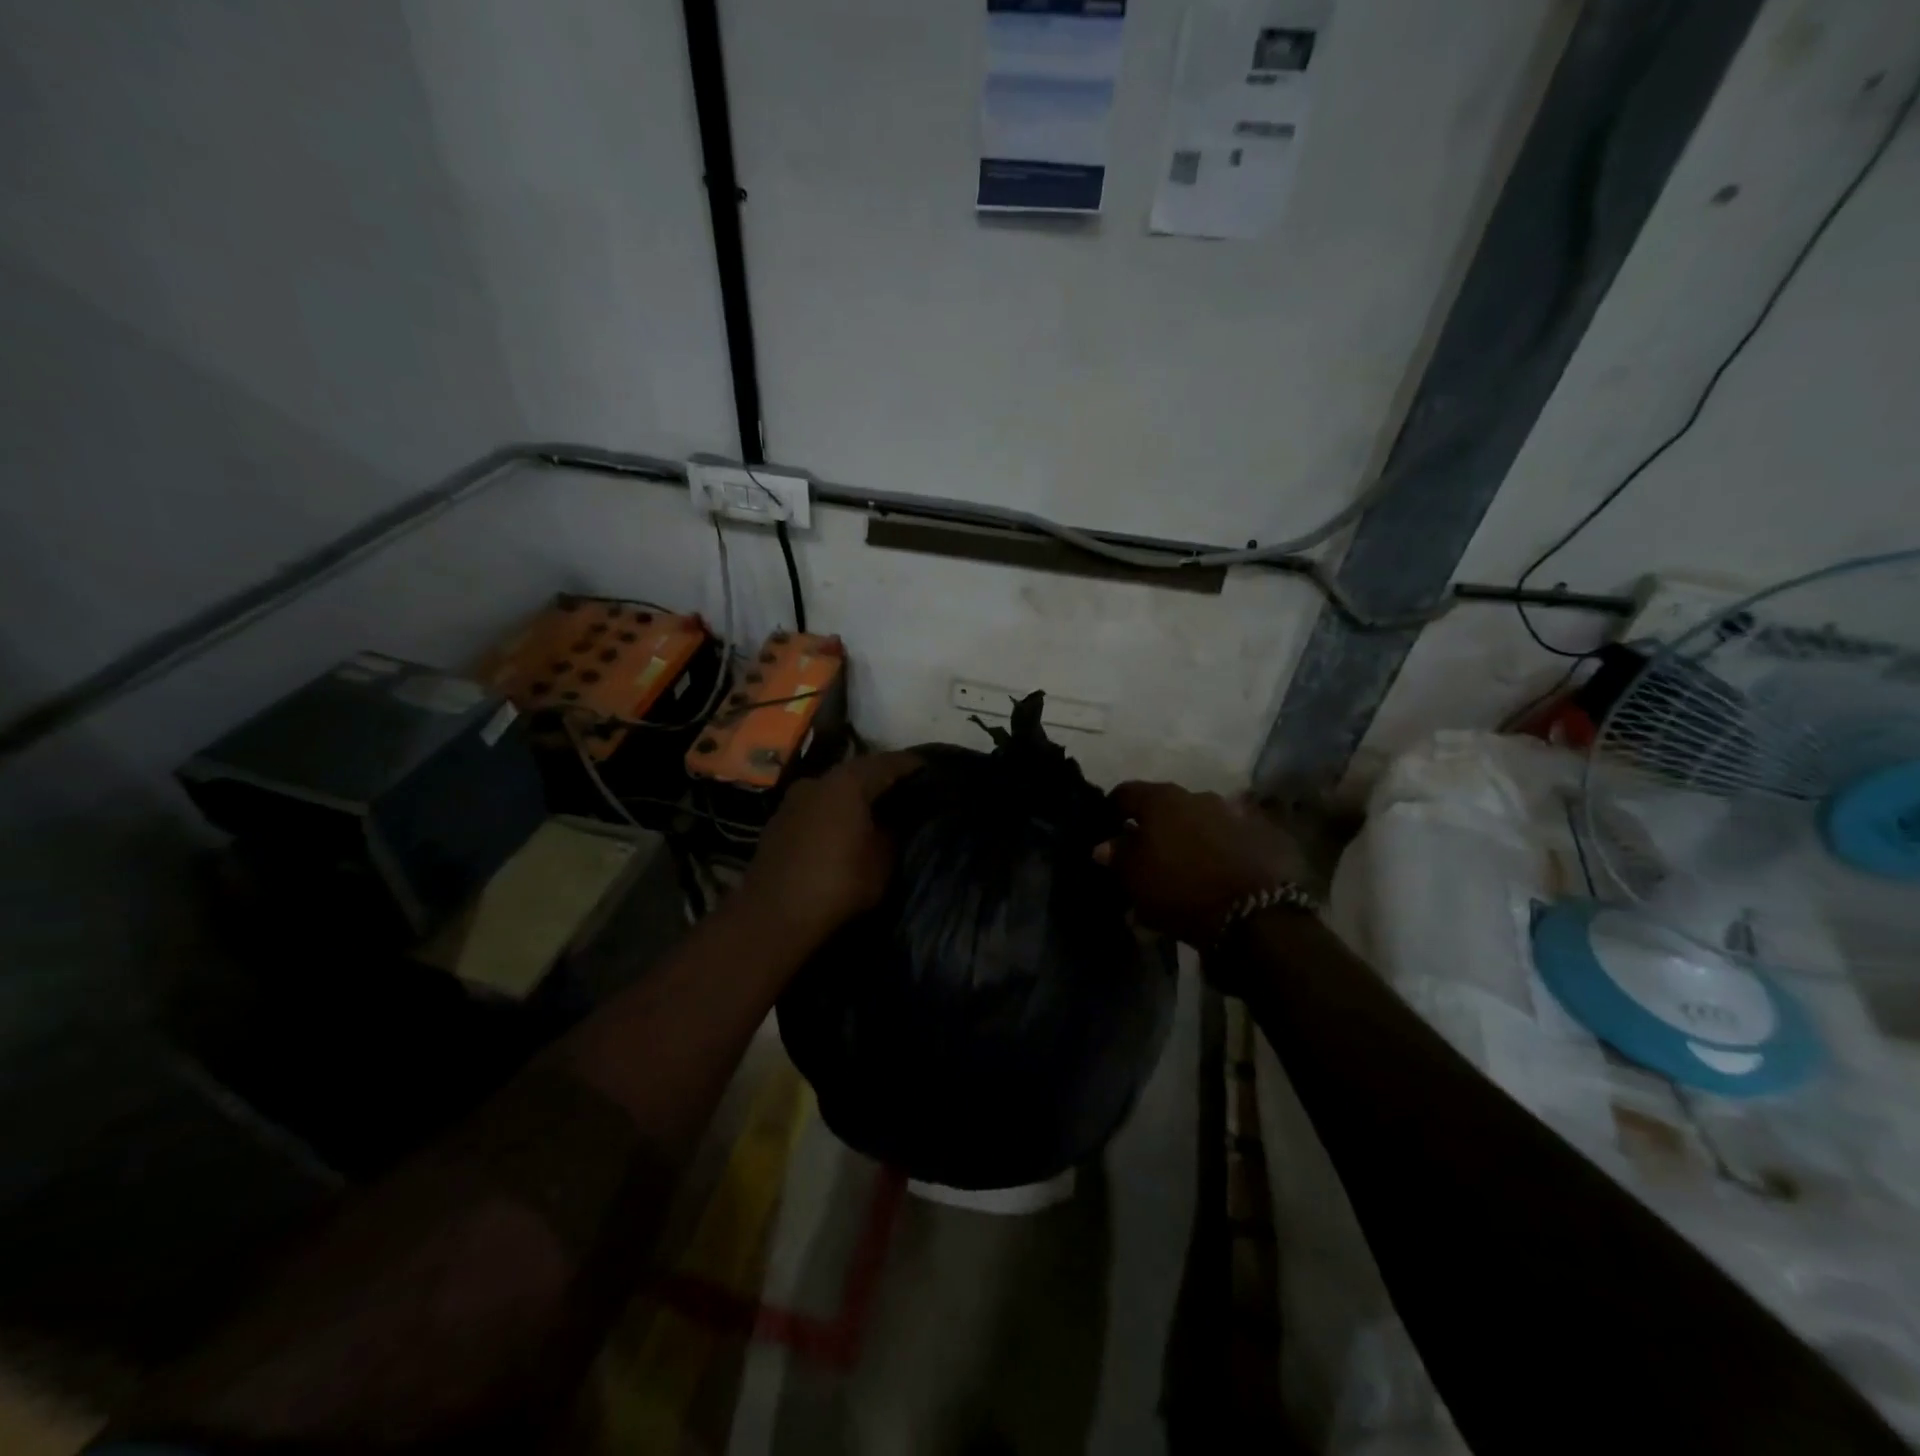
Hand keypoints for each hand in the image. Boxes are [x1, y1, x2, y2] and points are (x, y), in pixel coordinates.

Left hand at [739, 751, 921, 948]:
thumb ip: (894, 833)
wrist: (771, 917)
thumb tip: (897, 820)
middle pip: (860, 771)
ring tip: (880, 810)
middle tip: (909, 791)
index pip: (890, 762)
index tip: (933, 771)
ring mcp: (794, 800)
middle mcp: (818, 780)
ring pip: (835, 789)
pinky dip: (836, 812)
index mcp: (848, 782)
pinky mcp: (779, 822)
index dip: (914, 766)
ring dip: (857, 796)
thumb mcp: (882, 862)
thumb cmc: (837, 884)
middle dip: (884, 779)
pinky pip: (818, 807)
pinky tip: (847, 828)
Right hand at [1095, 781, 1313, 945]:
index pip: (1125, 793)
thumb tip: (1105, 845)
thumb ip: (1117, 855)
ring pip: (1199, 819)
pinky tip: (1217, 868)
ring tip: (1185, 863)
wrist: (1253, 914)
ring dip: (1189, 834)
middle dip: (1154, 825)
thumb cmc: (1179, 889)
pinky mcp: (1262, 834)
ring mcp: (1233, 812)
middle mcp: (1197, 795)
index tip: (1108, 830)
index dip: (1112, 810)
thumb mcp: (1134, 878)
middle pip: (1165, 805)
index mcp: (1161, 799)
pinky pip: (1230, 835)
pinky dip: (1220, 846)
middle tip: (1147, 852)